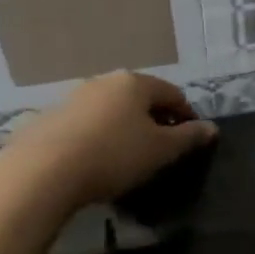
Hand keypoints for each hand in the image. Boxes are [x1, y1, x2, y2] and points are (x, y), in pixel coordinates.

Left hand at [0, 72, 216, 210]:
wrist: (43, 172)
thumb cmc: (114, 155)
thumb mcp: (161, 150)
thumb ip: (189, 137)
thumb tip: (211, 128)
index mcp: (135, 83)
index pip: (173, 94)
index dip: (187, 116)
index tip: (191, 140)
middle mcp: (104, 82)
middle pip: (140, 98)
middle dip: (154, 120)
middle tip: (162, 150)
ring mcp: (74, 98)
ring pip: (111, 110)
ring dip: (125, 128)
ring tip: (129, 157)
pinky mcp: (50, 118)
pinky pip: (87, 125)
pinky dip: (99, 137)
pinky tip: (96, 161)